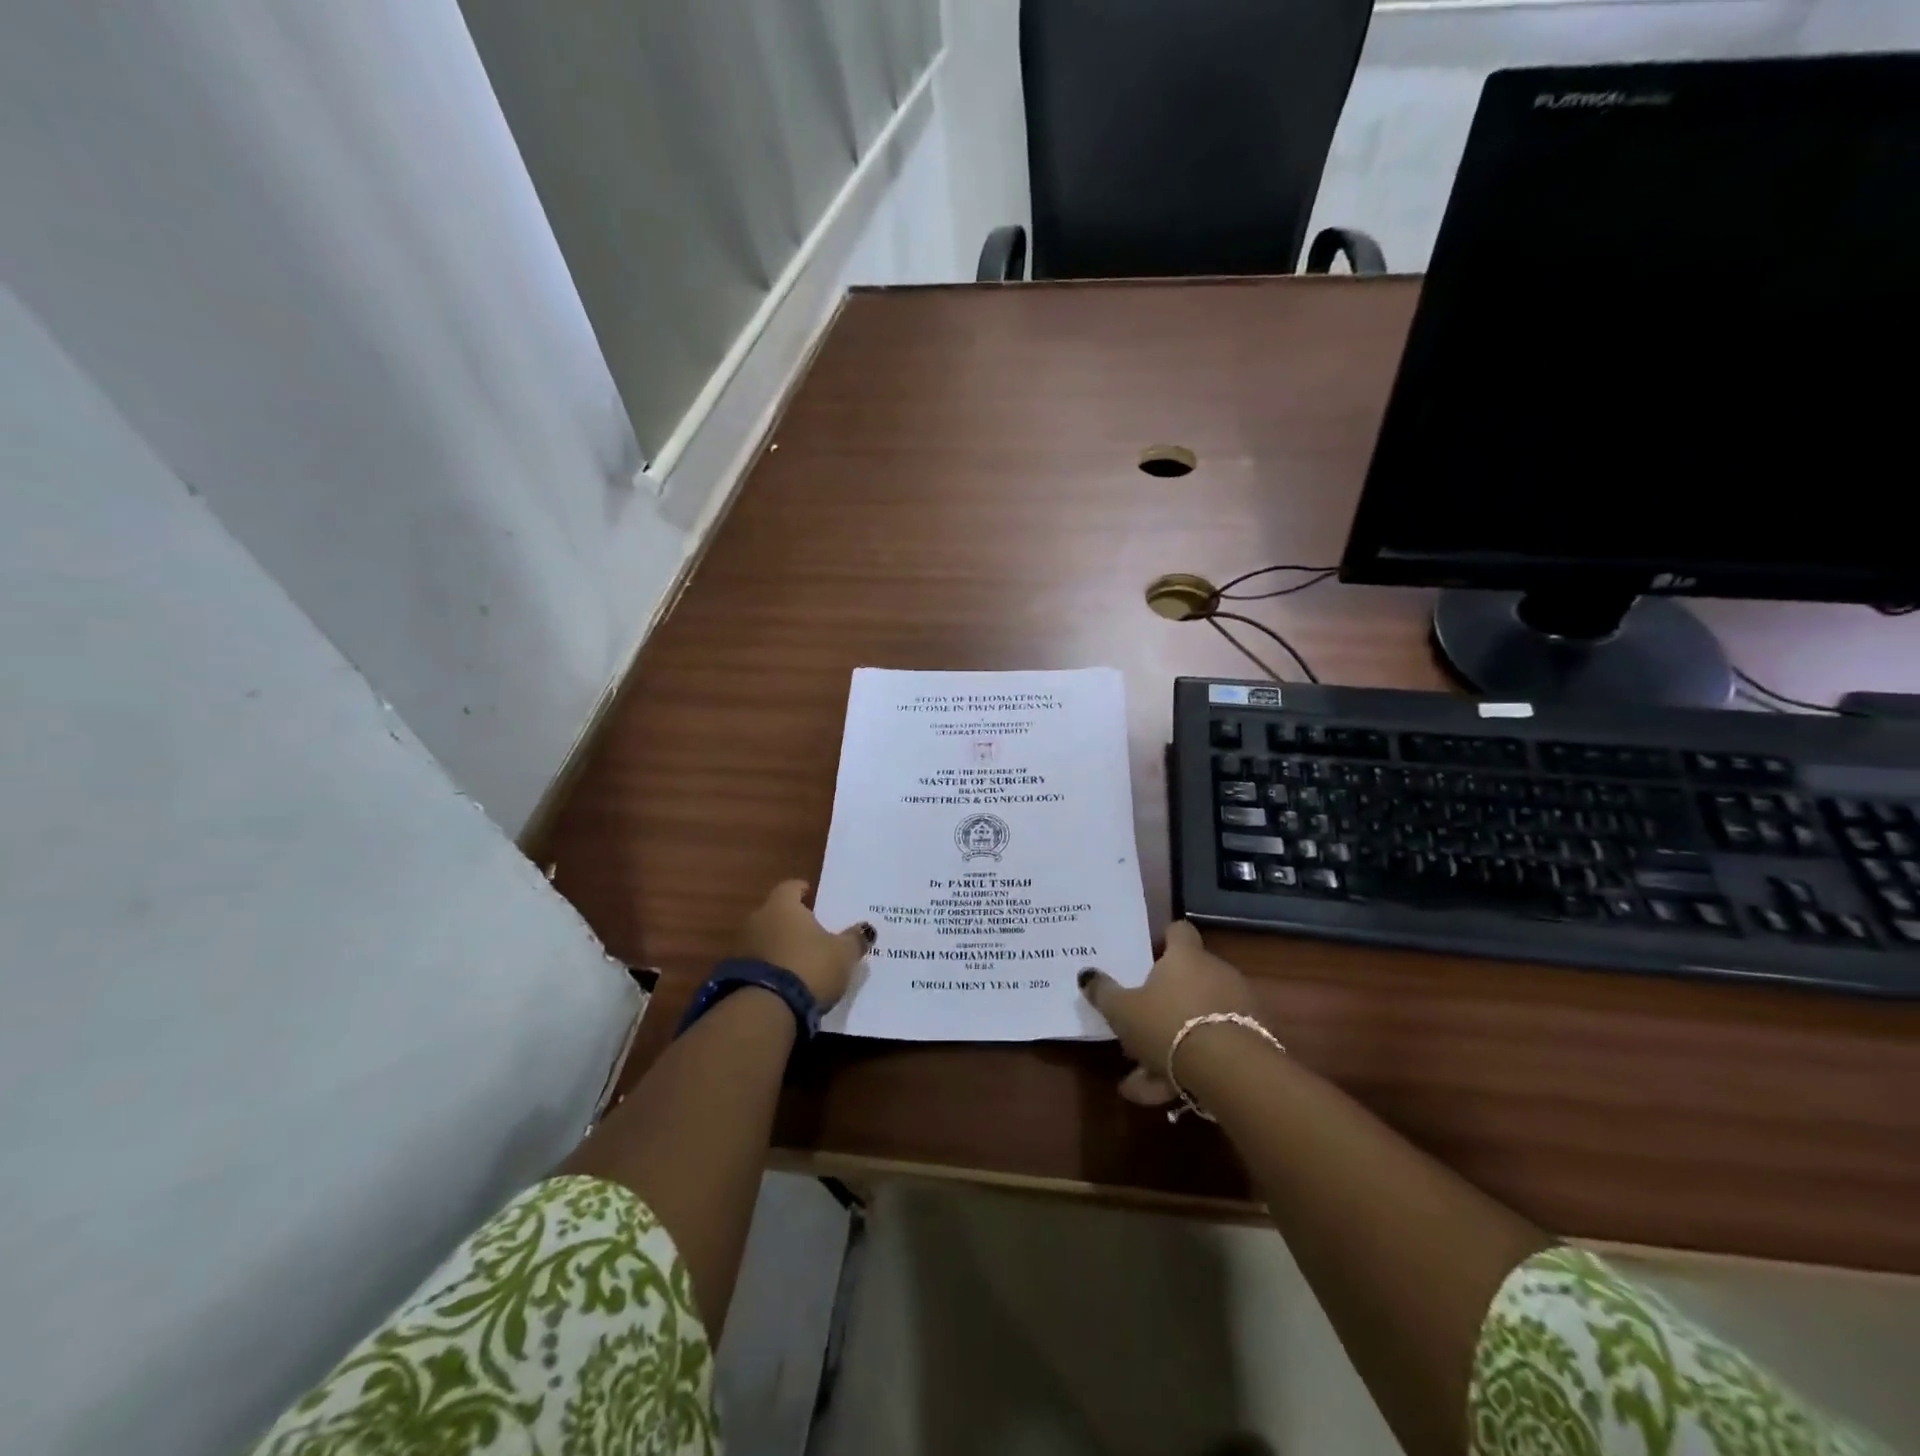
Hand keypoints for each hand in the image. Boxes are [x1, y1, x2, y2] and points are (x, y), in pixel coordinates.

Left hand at [735, 880, 874, 1011]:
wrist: (766, 1009)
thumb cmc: (809, 966)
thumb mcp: (843, 954)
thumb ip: (854, 939)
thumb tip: (866, 929)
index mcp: (782, 905)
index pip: (790, 887)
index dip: (801, 890)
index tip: (810, 894)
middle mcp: (757, 919)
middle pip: (775, 913)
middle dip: (791, 920)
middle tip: (810, 930)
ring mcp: (741, 947)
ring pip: (764, 938)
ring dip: (778, 945)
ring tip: (797, 958)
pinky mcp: (733, 975)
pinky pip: (756, 964)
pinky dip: (769, 967)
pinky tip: (783, 980)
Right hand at [1079, 921, 1262, 1105]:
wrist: (1233, 1071)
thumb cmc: (1169, 1026)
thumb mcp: (1123, 1011)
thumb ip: (1104, 992)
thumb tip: (1086, 974)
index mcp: (1185, 957)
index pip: (1179, 931)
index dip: (1164, 940)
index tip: (1149, 958)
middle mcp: (1217, 972)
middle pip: (1188, 980)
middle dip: (1163, 1007)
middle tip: (1137, 1032)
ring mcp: (1240, 1006)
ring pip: (1198, 1020)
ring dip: (1173, 1045)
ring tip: (1145, 1080)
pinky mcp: (1255, 1041)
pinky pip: (1215, 1047)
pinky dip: (1193, 1068)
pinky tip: (1169, 1095)